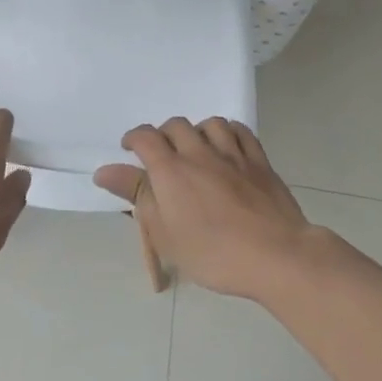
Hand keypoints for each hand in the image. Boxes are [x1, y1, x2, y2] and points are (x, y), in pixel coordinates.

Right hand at [95, 118, 310, 298]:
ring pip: (210, 123)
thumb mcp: (165, 234)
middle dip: (164, 135)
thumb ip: (137, 197)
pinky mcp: (260, 162)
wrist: (276, 256)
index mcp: (171, 170)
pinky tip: (227, 145)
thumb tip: (105, 171)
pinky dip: (228, 132)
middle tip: (162, 155)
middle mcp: (199, 153)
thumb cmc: (213, 253)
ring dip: (197, 131)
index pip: (145, 137)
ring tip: (195, 148)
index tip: (130, 149)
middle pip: (176, 125)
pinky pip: (241, 132)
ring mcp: (233, 154)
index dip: (134, 138)